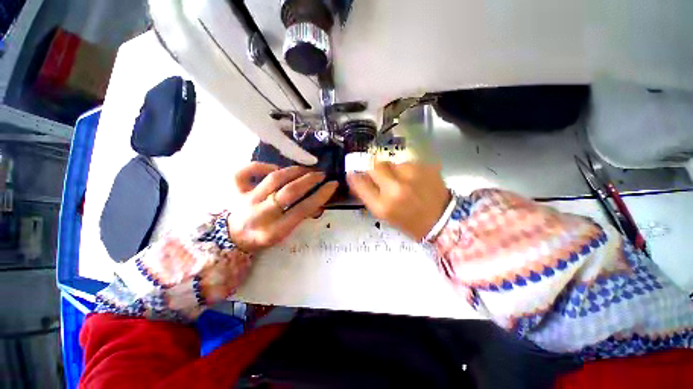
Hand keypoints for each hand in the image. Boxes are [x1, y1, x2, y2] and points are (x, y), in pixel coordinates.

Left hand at [229, 162, 337, 251]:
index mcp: (274, 230)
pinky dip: (261, 165)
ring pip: (274, 179)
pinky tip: (275, 167)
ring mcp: (246, 200)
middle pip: (289, 191)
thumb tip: (317, 200)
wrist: (232, 237)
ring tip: (306, 169)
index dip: (321, 195)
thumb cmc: (262, 237)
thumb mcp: (283, 234)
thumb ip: (300, 217)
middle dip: (310, 180)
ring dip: (294, 171)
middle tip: (321, 174)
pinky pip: (247, 172)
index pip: (303, 209)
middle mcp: (260, 214)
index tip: (333, 184)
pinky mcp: (235, 190)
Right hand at [347, 162, 450, 240]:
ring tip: (402, 181)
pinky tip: (414, 179)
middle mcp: (395, 189)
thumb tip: (357, 179)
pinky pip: (407, 163)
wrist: (444, 221)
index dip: (354, 177)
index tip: (353, 174)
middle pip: (375, 165)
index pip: (360, 183)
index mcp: (383, 206)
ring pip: (392, 163)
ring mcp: (412, 176)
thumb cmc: (410, 223)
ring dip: (392, 170)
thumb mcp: (385, 215)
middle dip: (373, 169)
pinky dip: (406, 170)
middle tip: (378, 175)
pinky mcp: (425, 167)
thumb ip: (369, 196)